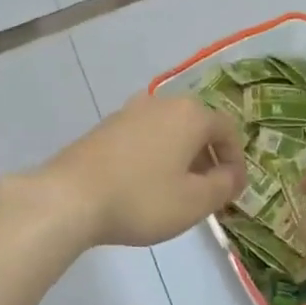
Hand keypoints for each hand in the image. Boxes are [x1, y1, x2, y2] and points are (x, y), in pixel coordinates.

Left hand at [38, 93, 245, 247]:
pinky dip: (155, 157)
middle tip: (210, 191)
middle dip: (208, 158)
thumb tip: (231, 175)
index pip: (227, 131)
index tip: (234, 191)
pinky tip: (145, 185)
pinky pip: (143, 138)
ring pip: (169, 132)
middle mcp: (161, 103)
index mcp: (190, 114)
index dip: (236, 162)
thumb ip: (223, 186)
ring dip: (181, 157)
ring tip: (178, 190)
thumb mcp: (195, 201)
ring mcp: (129, 112)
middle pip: (197, 127)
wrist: (69, 197)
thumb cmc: (142, 199)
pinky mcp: (104, 128)